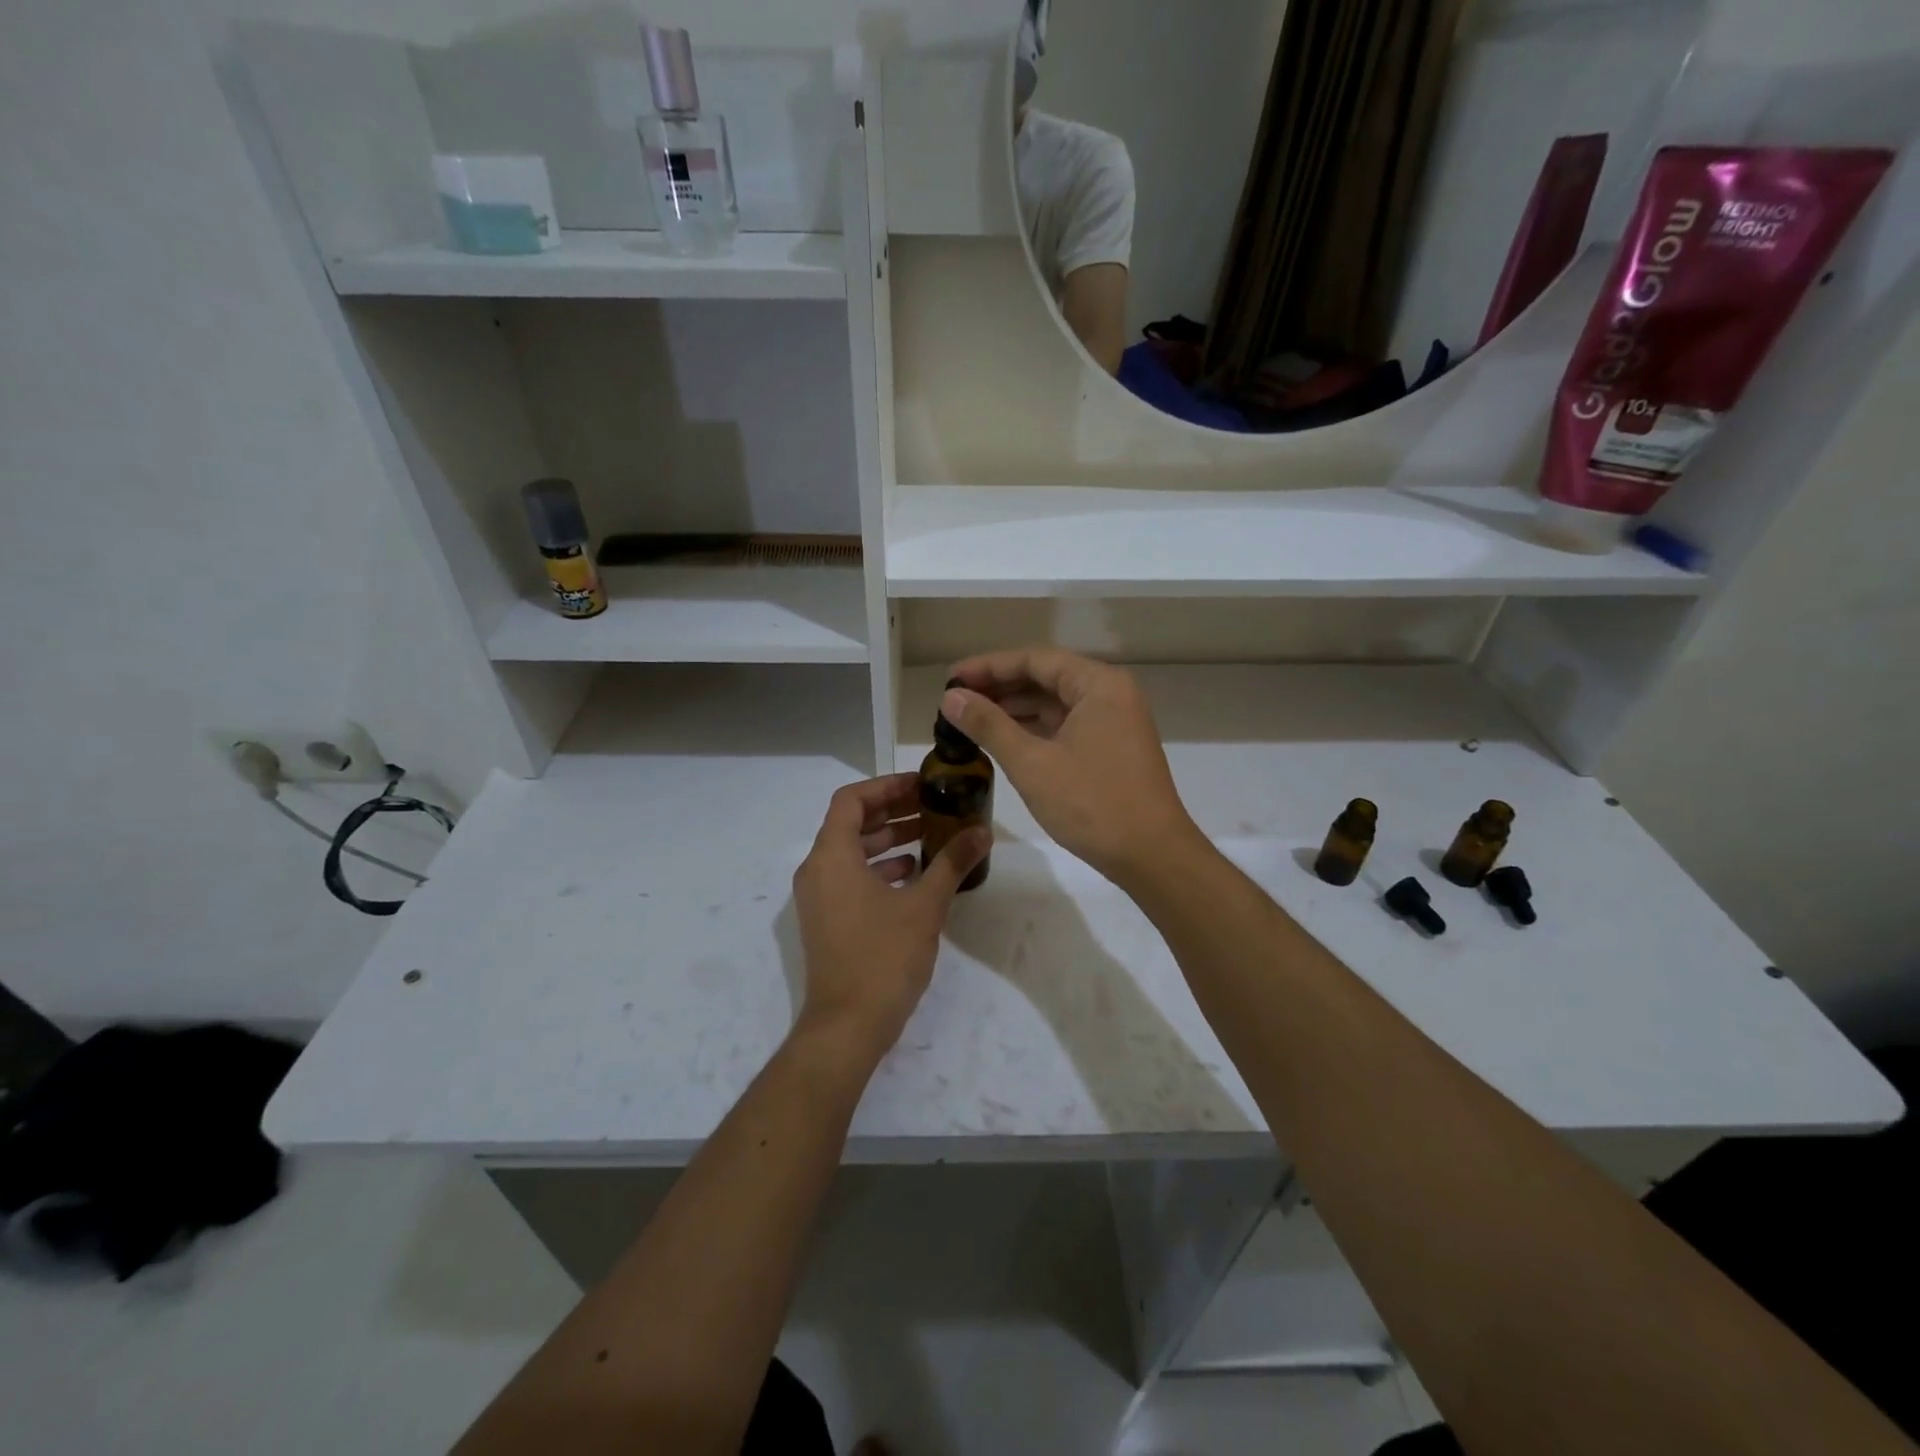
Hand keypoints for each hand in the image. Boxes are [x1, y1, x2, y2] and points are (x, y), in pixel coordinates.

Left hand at [791, 774, 988, 1062]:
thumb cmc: (883, 957)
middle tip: (932, 806)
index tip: (921, 785)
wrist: (848, 1026)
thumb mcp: (925, 906)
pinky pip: (850, 877)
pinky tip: (915, 875)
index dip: (886, 786)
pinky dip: (880, 868)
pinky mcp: (827, 920)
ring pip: (851, 852)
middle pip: (851, 823)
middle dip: (892, 811)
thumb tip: (982, 832)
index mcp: (831, 856)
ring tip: (931, 836)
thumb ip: (952, 863)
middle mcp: (817, 870)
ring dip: (888, 840)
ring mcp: (819, 897)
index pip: (851, 799)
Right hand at [942, 649, 1199, 887]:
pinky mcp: (1113, 748)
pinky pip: (1067, 725)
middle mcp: (1111, 694)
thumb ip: (989, 725)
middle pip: (1046, 678)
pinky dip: (1035, 729)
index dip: (988, 667)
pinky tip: (1004, 739)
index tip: (951, 679)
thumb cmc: (1092, 804)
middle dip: (1000, 688)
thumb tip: (950, 697)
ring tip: (970, 719)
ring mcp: (1116, 722)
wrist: (1152, 856)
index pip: (1035, 660)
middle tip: (955, 700)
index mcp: (1098, 684)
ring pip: (1056, 704)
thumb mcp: (1032, 763)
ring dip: (1015, 709)